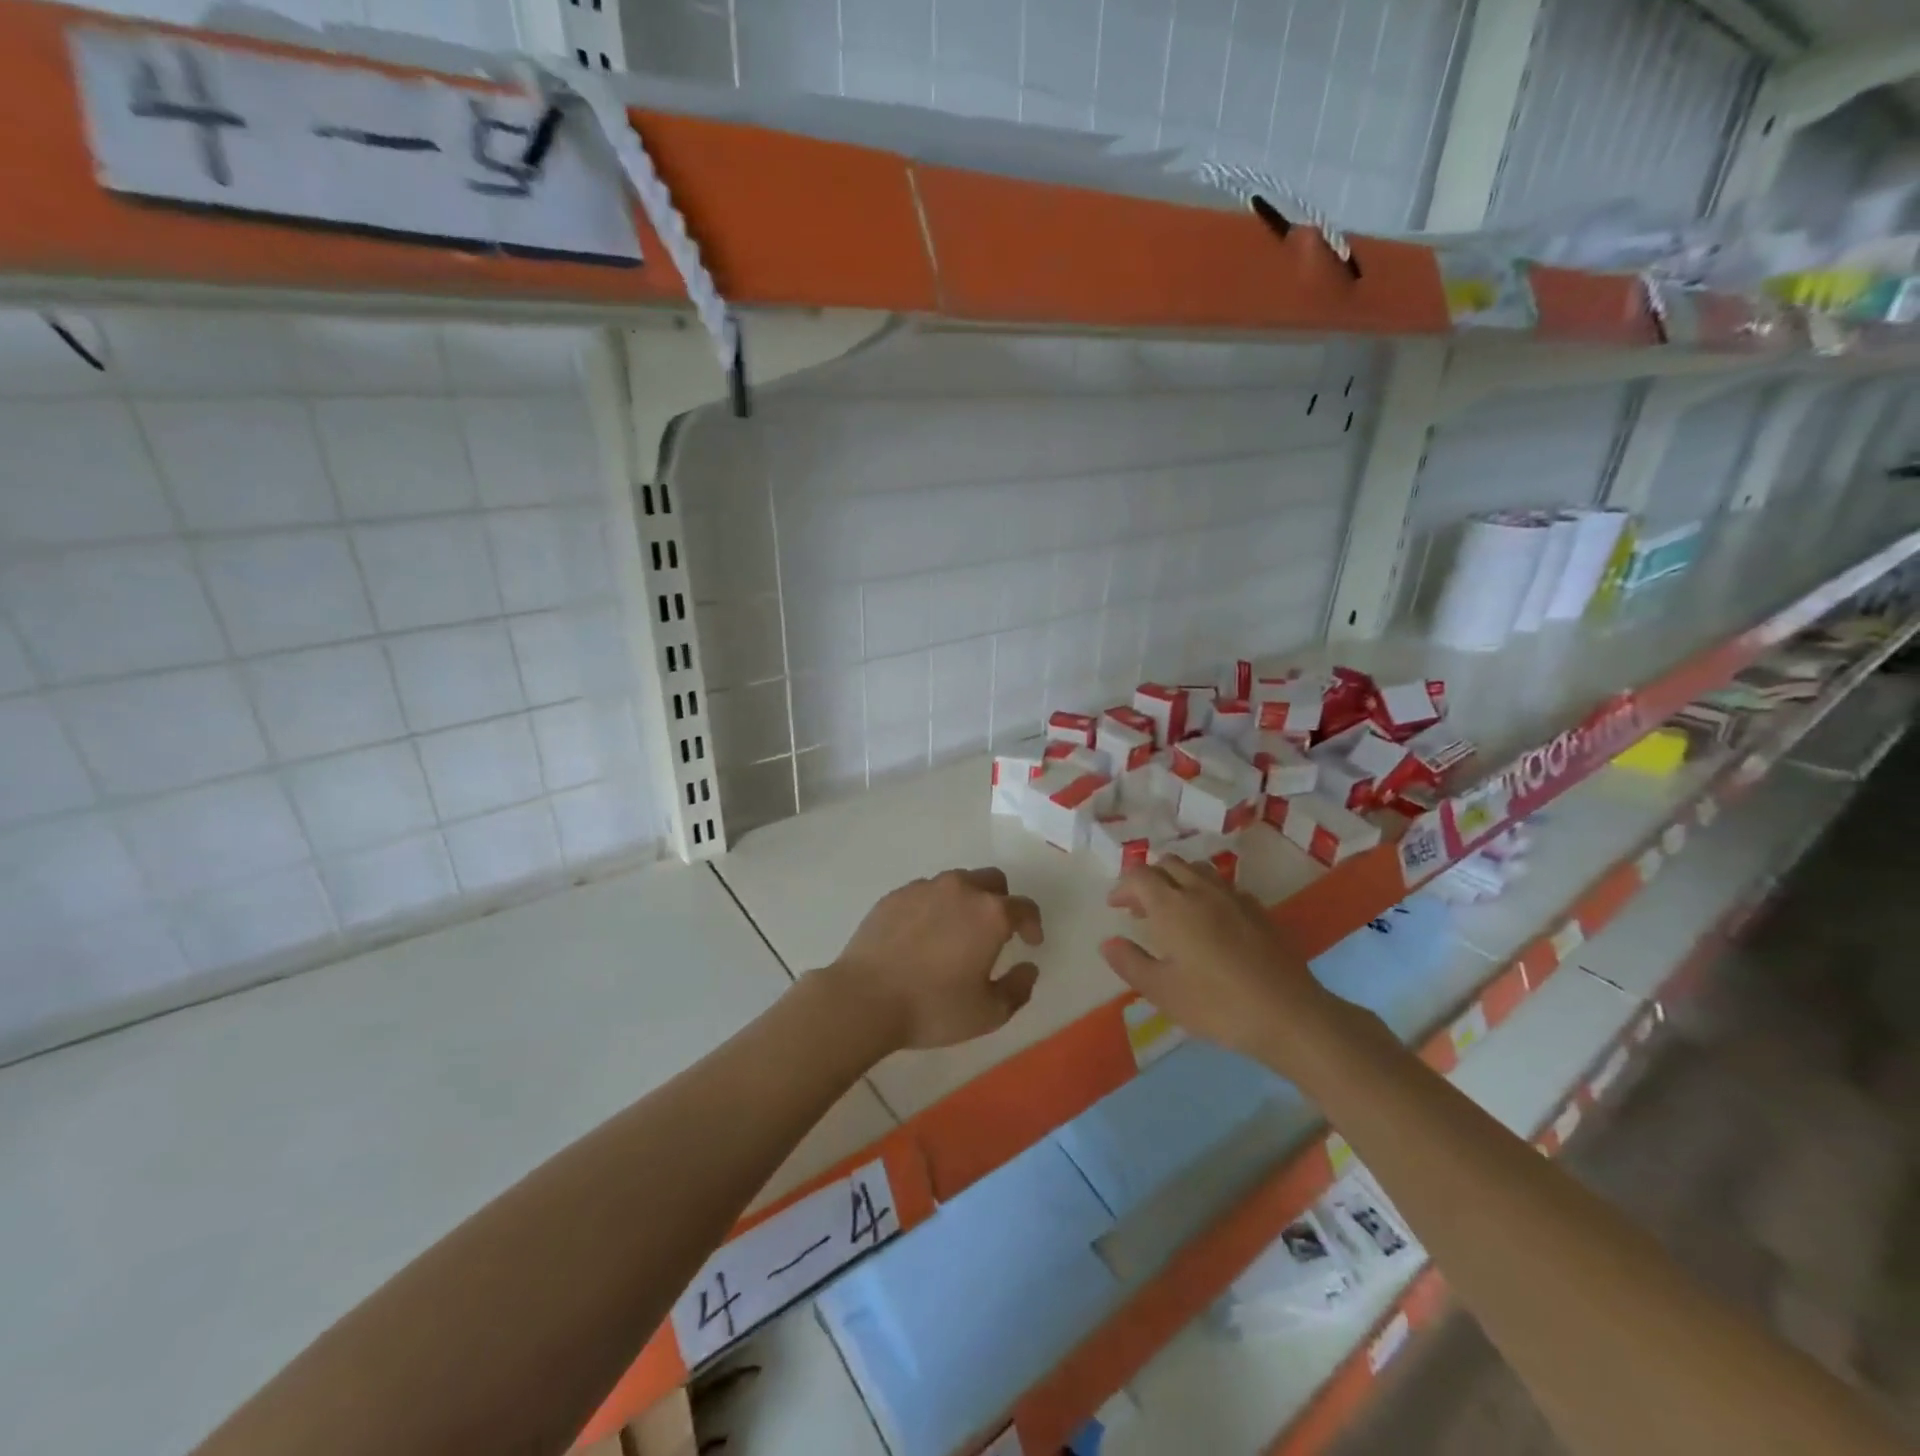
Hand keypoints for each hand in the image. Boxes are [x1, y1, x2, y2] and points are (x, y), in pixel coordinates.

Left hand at [826, 867, 1043, 1051]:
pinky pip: (925, 892)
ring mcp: (924, 888)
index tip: (1031, 943)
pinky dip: (934, 906)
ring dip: (967, 900)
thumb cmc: (933, 1007)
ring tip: (957, 932)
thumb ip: (1018, 988)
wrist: (864, 998)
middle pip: (992, 881)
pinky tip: (924, 935)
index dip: (1033, 924)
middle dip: (1002, 901)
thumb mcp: (988, 1013)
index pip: (1024, 907)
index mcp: (990, 914)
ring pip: (957, 882)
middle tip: (997, 931)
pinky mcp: (895, 895)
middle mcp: (960, 890)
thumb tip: (1028, 967)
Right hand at [1100, 856, 1324, 1061]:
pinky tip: (1210, 922)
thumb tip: (1108, 942)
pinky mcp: (1259, 910)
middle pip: (1169, 864)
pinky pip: (1223, 886)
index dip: (1123, 886)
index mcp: (1172, 906)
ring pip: (1198, 870)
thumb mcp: (1162, 992)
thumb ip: (1130, 963)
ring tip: (1173, 910)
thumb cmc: (1217, 1005)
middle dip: (1149, 879)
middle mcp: (1201, 891)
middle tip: (1140, 908)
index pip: (1140, 875)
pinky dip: (1206, 892)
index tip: (1116, 907)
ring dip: (1178, 880)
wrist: (1289, 1014)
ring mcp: (1234, 897)